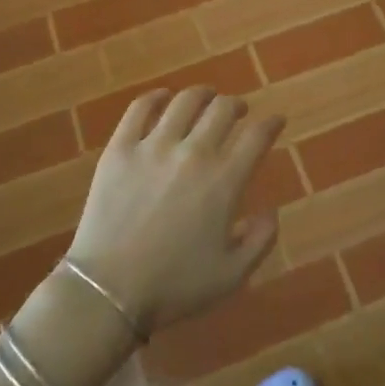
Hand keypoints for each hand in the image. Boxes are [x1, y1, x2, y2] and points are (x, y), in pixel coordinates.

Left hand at [68, 87, 285, 334]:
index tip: (276, 120)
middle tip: (239, 110)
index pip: (257, 137)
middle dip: (237, 105)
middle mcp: (193, 153)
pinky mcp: (120, 148)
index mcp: (224, 181)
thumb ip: (260, 240)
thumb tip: (271, 211)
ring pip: (185, 101)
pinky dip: (155, 97)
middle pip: (222, 110)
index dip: (271, 124)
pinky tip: (162, 97)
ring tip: (206, 97)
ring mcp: (153, 146)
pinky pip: (139, 108)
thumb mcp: (232, 275)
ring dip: (202, 94)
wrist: (108, 291)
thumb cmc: (174, 287)